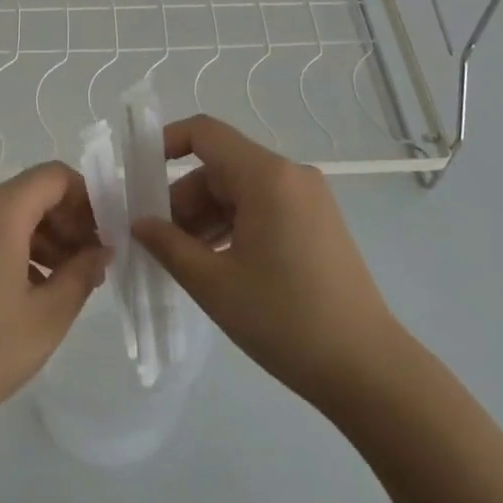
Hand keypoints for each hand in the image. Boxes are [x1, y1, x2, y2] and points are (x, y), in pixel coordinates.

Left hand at [0, 163, 109, 453]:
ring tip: (68, 282)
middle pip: (33, 193)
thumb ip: (82, 274)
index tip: (107, 235)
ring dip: (45, 237)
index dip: (88, 198)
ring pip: (11, 213)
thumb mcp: (46, 317)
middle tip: (93, 265)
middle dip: (69, 221)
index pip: (55, 176)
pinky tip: (32, 289)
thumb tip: (101, 250)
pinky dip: (17, 247)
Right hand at [131, 115, 399, 414]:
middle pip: (219, 167)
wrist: (367, 369)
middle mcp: (290, 175)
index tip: (136, 175)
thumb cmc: (285, 320)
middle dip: (182, 198)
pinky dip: (232, 226)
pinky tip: (215, 263)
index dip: (165, 143)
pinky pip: (261, 208)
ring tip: (181, 259)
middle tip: (155, 239)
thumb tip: (139, 223)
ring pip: (239, 191)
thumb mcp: (214, 283)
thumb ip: (168, 245)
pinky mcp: (316, 222)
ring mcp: (307, 199)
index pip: (205, 133)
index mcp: (266, 177)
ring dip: (205, 217)